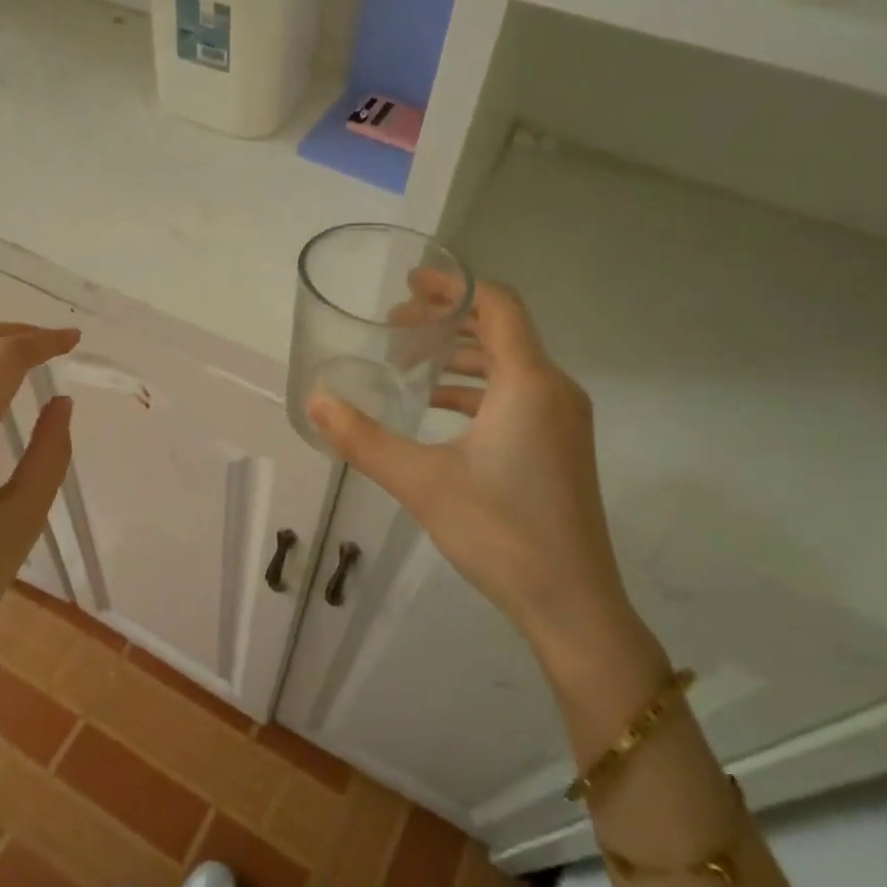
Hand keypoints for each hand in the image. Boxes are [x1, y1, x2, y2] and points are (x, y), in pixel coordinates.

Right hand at [308, 281, 633, 658]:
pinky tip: (437, 410)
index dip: (454, 285)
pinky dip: (476, 389)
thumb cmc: (500, 532)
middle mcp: (553, 389)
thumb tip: (315, 402)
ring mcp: (563, 419)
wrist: (571, 602)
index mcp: (528, 383)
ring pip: (508, 365)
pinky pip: (516, 395)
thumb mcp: (421, 482)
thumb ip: (363, 439)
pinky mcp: (560, 446)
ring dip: (459, 356)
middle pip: (500, 330)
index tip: (409, 284)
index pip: (497, 304)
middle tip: (395, 327)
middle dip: (447, 321)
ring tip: (408, 365)